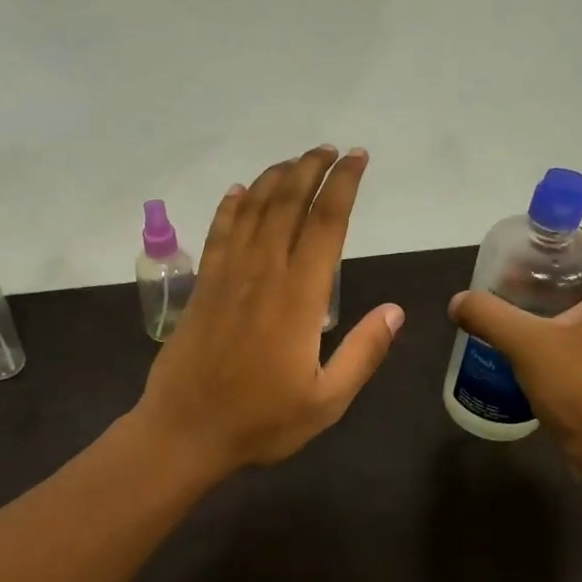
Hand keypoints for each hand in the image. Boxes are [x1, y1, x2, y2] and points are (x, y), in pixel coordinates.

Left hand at [134, 145, 404, 476]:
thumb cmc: (260, 422)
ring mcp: (227, 277)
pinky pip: (218, 234)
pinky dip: (231, 207)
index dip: (343, 186)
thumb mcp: (326, 401)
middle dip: (311, 170)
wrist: (184, 431)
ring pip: (252, 211)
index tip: (357, 159)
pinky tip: (239, 191)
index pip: (326, 225)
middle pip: (288, 205)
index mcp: (299, 299)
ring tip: (295, 160)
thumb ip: (363, 353)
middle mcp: (263, 275)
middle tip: (330, 149)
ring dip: (275, 179)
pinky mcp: (203, 287)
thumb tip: (396, 311)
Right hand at [448, 230, 581, 478]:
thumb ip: (488, 315)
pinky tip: (541, 349)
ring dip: (561, 304)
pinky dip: (572, 331)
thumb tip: (458, 302)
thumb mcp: (526, 345)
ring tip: (520, 314)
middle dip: (552, 274)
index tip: (523, 253)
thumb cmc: (581, 389)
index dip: (557, 240)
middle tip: (511, 283)